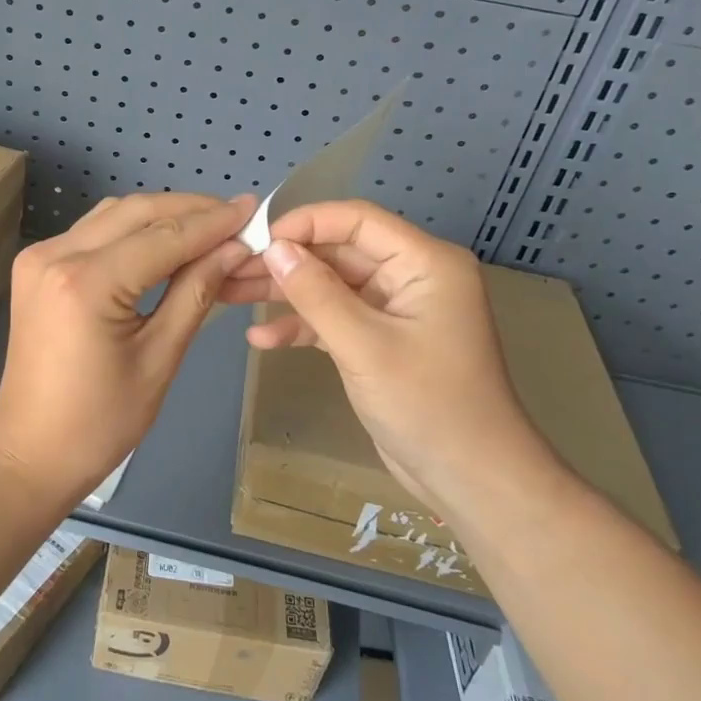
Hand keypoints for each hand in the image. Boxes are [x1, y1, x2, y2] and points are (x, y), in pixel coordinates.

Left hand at [0, 191, 258, 506]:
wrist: (30, 451)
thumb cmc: (100, 422)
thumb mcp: (159, 359)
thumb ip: (195, 293)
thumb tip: (235, 249)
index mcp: (87, 284)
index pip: (163, 237)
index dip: (213, 223)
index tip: (254, 210)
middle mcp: (56, 255)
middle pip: (136, 212)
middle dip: (190, 210)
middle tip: (236, 216)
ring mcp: (39, 256)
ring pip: (113, 214)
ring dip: (161, 215)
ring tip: (209, 226)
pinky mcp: (35, 266)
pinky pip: (93, 232)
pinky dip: (132, 230)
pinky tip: (164, 241)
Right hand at [220, 200, 557, 523]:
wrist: (470, 479)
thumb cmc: (427, 404)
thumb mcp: (364, 345)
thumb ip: (316, 293)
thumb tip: (273, 248)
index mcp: (424, 262)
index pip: (357, 221)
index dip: (305, 223)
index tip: (257, 238)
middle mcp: (410, 276)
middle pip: (338, 252)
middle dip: (286, 261)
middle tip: (232, 268)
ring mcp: (394, 310)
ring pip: (330, 286)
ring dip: (285, 292)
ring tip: (231, 294)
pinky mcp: (380, 340)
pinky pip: (335, 319)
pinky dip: (301, 327)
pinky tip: (261, 340)